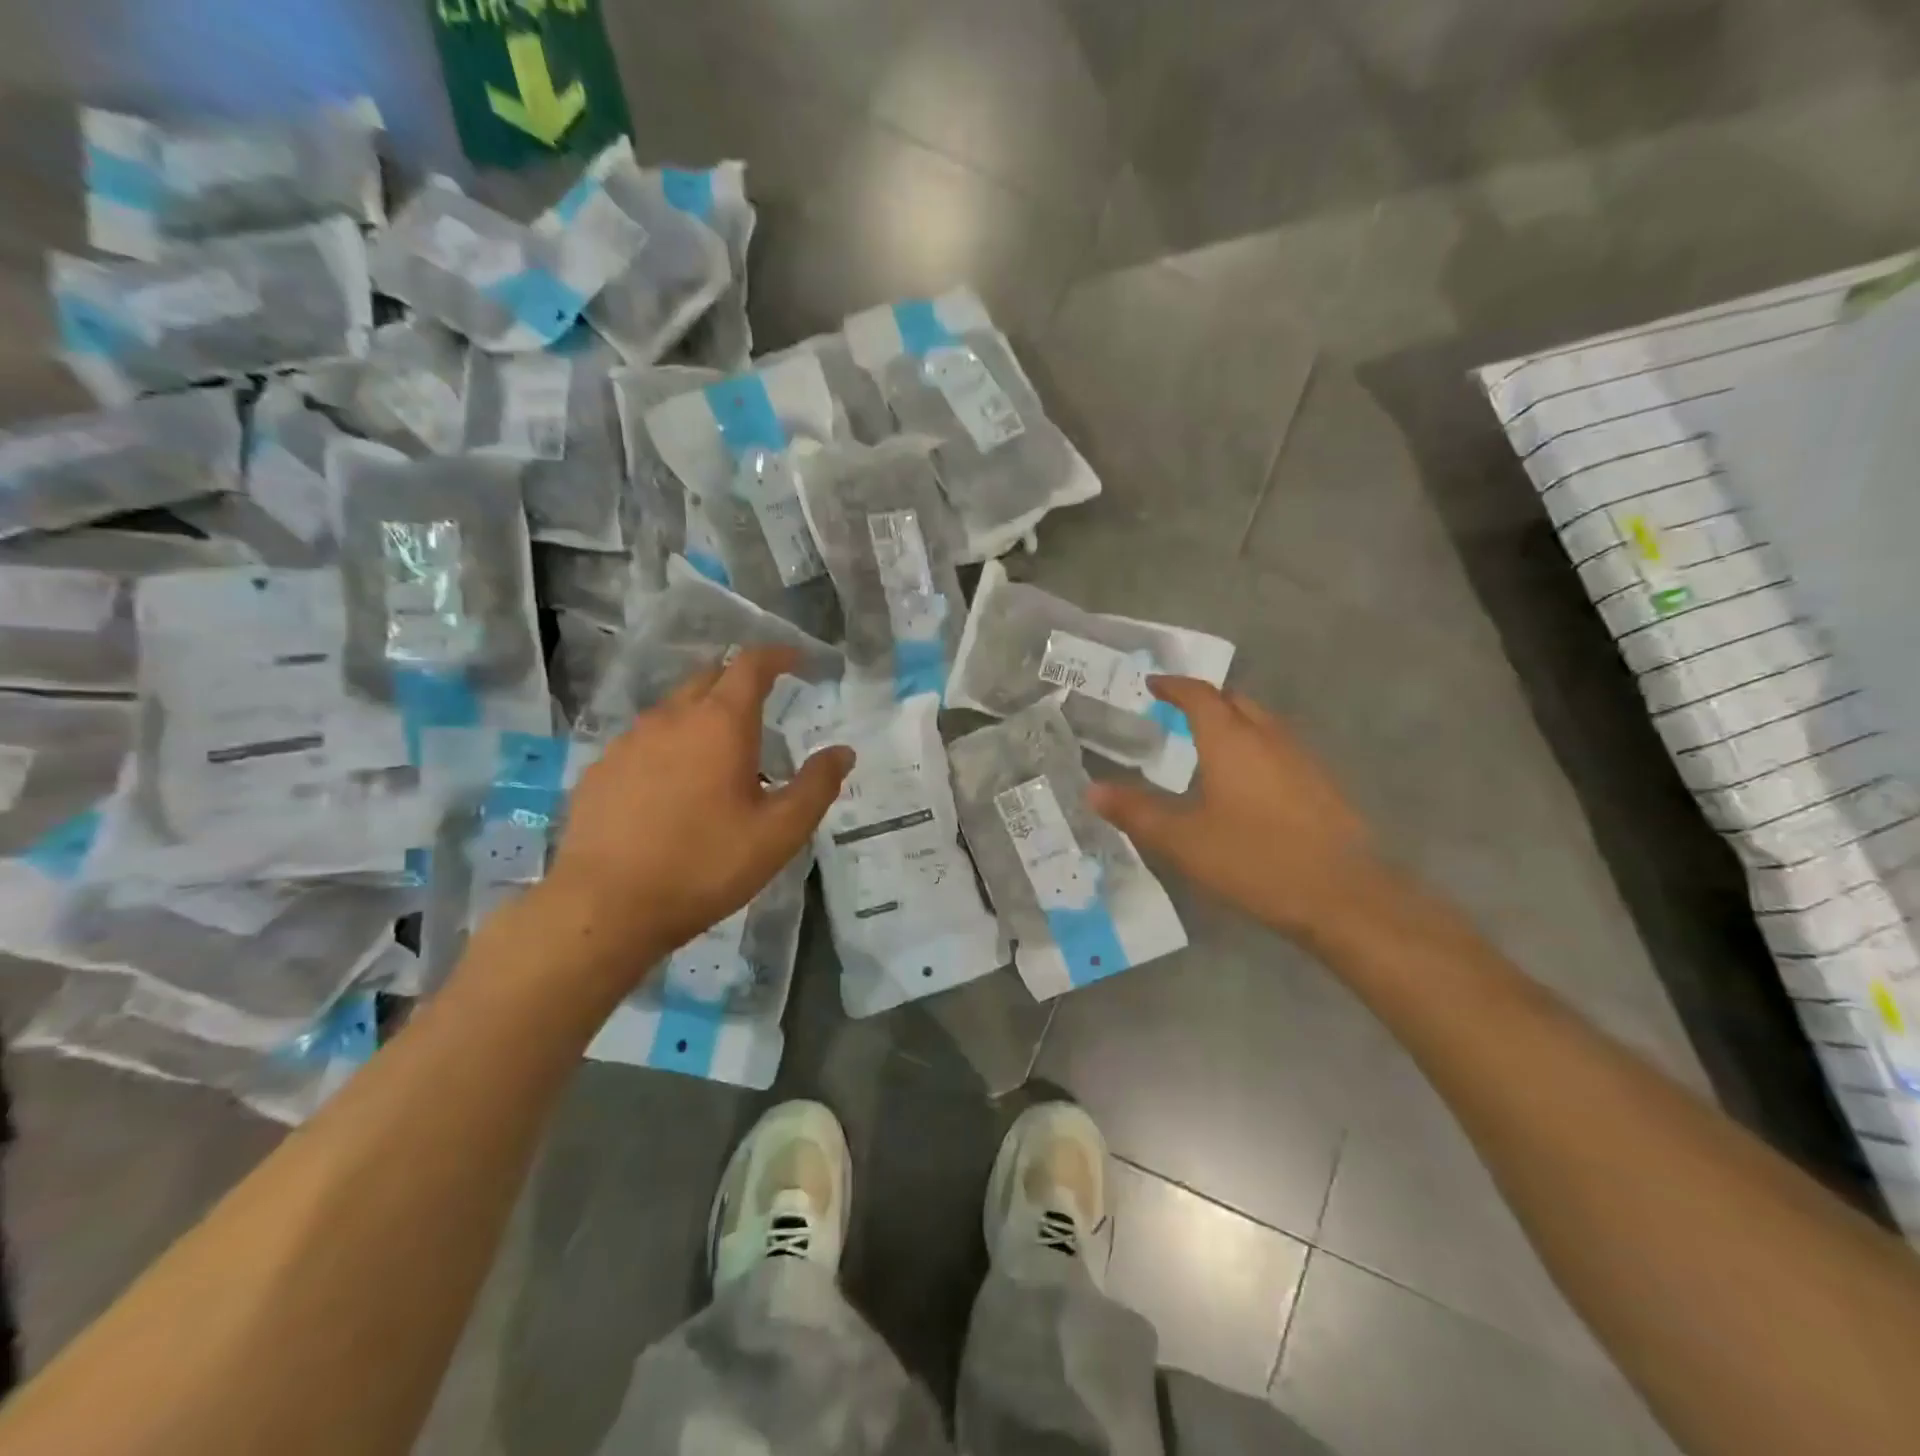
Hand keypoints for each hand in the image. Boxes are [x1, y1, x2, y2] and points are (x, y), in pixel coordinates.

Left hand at [537, 648, 853, 982]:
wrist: (605, 906)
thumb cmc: (704, 865)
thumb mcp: (779, 833)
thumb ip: (816, 786)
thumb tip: (842, 752)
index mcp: (721, 723)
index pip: (751, 665)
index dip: (777, 656)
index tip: (796, 661)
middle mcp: (672, 717)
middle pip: (709, 678)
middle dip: (739, 682)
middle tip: (763, 709)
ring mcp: (629, 741)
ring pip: (674, 709)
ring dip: (703, 715)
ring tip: (720, 754)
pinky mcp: (601, 769)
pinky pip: (644, 741)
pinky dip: (670, 746)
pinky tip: (673, 786)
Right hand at [1087, 677, 1387, 942]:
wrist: (1344, 896)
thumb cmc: (1254, 860)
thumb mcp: (1183, 840)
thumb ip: (1136, 812)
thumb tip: (1092, 790)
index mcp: (1232, 740)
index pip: (1199, 695)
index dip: (1174, 686)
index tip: (1153, 685)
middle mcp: (1270, 737)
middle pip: (1236, 701)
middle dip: (1206, 700)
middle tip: (1178, 713)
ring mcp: (1302, 759)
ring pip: (1263, 723)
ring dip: (1234, 723)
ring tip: (1209, 745)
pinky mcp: (1323, 784)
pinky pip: (1280, 748)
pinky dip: (1256, 748)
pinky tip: (1248, 782)